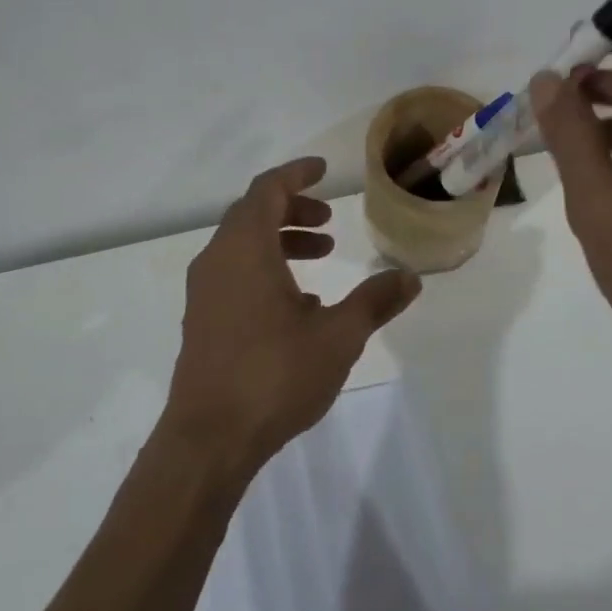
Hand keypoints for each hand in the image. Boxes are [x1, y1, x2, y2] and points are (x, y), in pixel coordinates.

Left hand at [163, 157, 422, 475]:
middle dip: (293, 210)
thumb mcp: (338, 336)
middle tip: (329, 223)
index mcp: (245, 249)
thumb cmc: (274, 376)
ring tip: (321, 257)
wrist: (209, 439)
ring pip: (242, 245)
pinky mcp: (201, 319)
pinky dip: (264, 268)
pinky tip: (297, 304)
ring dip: (280, 240)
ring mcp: (204, 291)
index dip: (296, 174)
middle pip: (253, 214)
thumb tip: (410, 277)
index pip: (267, 189)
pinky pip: (233, 273)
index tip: (323, 171)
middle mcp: (217, 260)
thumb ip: (374, 301)